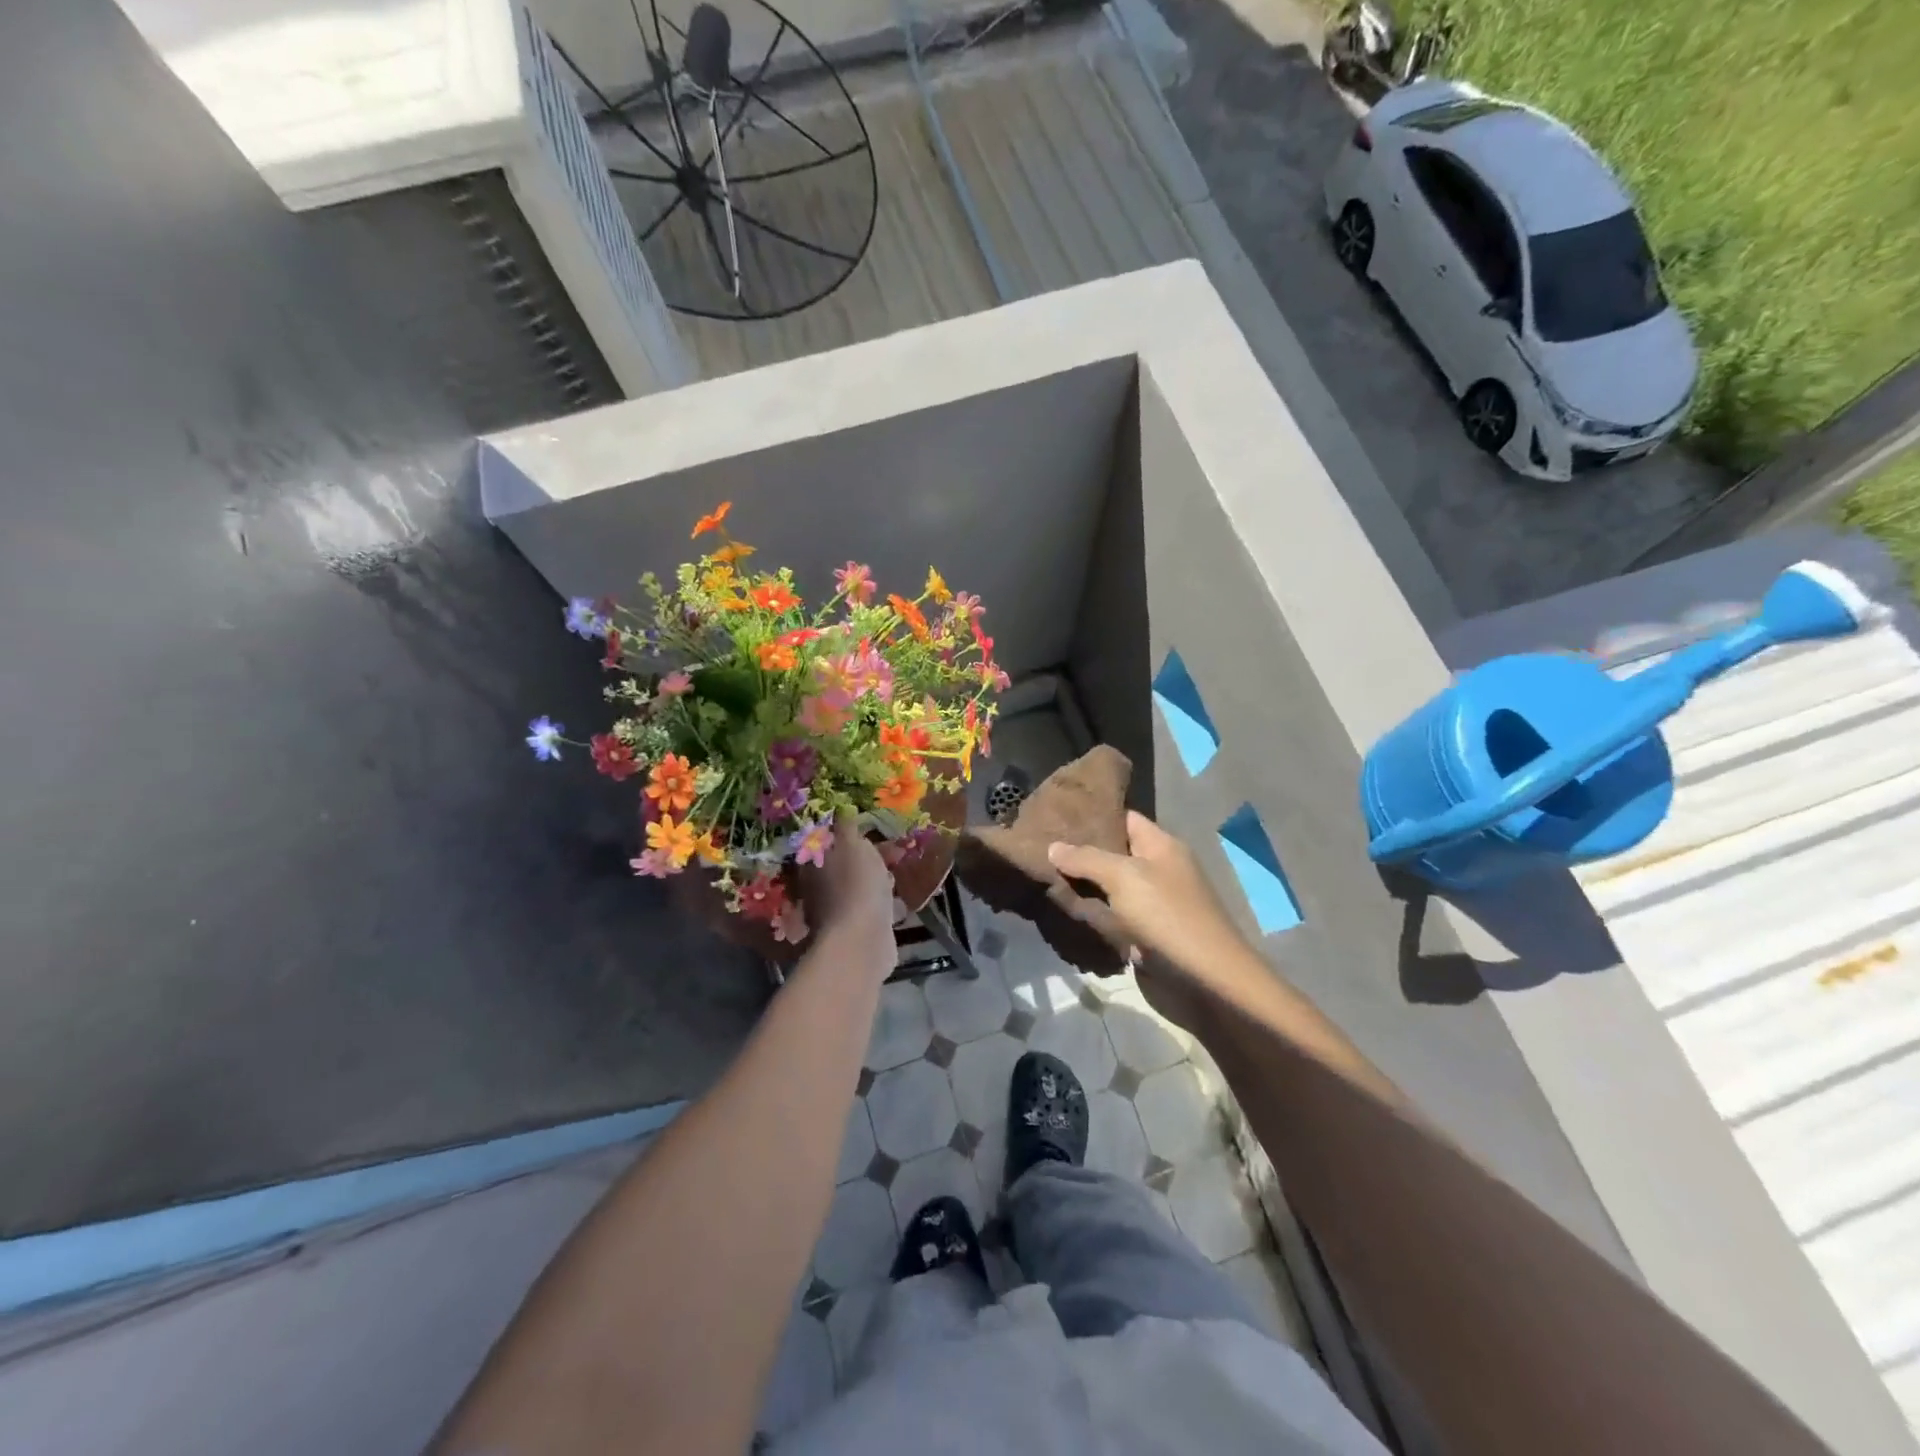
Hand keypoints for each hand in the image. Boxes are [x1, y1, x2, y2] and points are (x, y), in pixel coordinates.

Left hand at [800, 819, 895, 977]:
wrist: (862, 941)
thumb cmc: (856, 885)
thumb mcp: (852, 845)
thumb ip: (847, 826)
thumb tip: (841, 808)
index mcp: (814, 864)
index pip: (830, 841)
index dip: (853, 834)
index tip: (877, 831)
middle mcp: (819, 888)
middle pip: (846, 865)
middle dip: (871, 857)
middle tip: (896, 853)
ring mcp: (837, 912)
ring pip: (859, 888)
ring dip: (878, 881)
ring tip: (899, 875)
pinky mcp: (856, 931)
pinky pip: (872, 910)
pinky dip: (884, 904)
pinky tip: (900, 902)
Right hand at [1048, 812, 1255, 1022]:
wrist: (1206, 978)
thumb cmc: (1167, 916)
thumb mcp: (1123, 878)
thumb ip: (1087, 859)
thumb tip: (1053, 846)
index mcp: (1161, 845)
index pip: (1124, 817)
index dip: (1093, 814)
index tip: (1057, 815)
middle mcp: (1159, 868)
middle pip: (1115, 852)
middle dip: (1082, 851)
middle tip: (1042, 847)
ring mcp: (1154, 902)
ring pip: (1111, 886)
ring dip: (1084, 885)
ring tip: (1044, 876)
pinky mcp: (1147, 932)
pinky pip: (1114, 915)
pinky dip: (1094, 913)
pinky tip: (1065, 910)